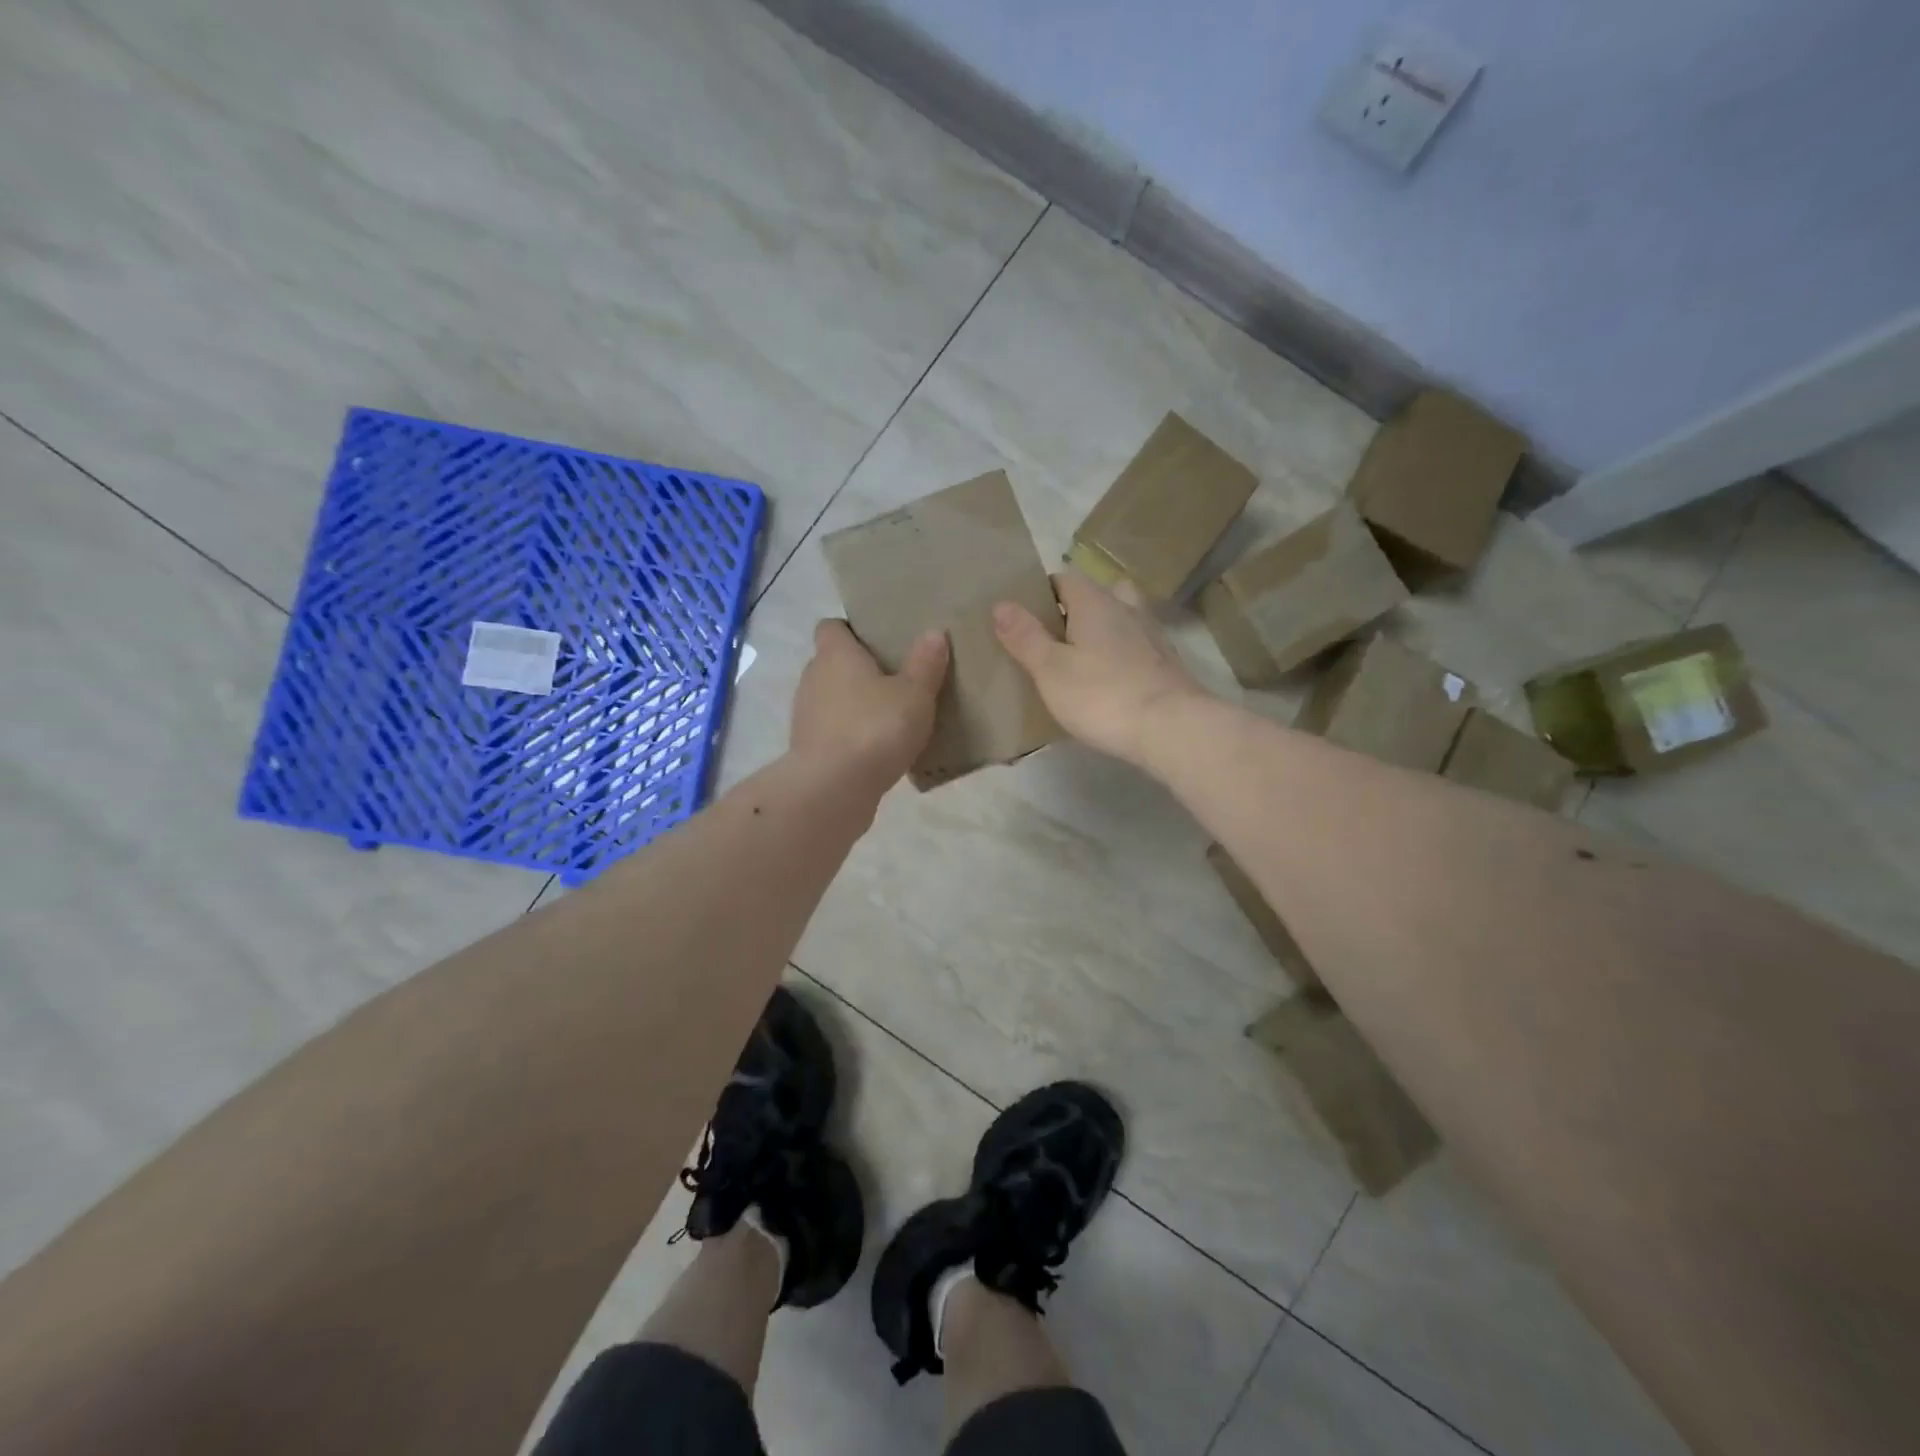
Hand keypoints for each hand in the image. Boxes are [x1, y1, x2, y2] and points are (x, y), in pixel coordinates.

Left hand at [790, 620, 948, 794]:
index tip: (879, 641)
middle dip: (859, 670)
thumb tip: (933, 633)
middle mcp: (813, 678)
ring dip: (855, 706)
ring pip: (832, 700)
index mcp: (835, 654)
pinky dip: (851, 736)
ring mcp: (806, 716)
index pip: (831, 627)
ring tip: (891, 717)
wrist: (833, 789)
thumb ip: (925, 664)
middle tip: (896, 679)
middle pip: (833, 664)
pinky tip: (878, 750)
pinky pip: (833, 732)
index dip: (852, 630)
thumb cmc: (875, 728)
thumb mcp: (914, 694)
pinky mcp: (809, 750)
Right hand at [993, 571, 1205, 765]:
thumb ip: (1025, 636)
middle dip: (1075, 609)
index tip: (1024, 617)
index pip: (1064, 578)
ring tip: (1082, 658)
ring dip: (1103, 630)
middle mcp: (1127, 608)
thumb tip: (1001, 603)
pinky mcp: (1167, 664)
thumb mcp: (1050, 669)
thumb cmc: (1101, 695)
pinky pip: (1137, 647)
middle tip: (1053, 638)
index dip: (1042, 593)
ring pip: (1122, 619)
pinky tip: (1111, 680)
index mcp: (1094, 602)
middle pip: (1097, 595)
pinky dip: (1122, 655)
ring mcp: (1152, 635)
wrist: (1171, 728)